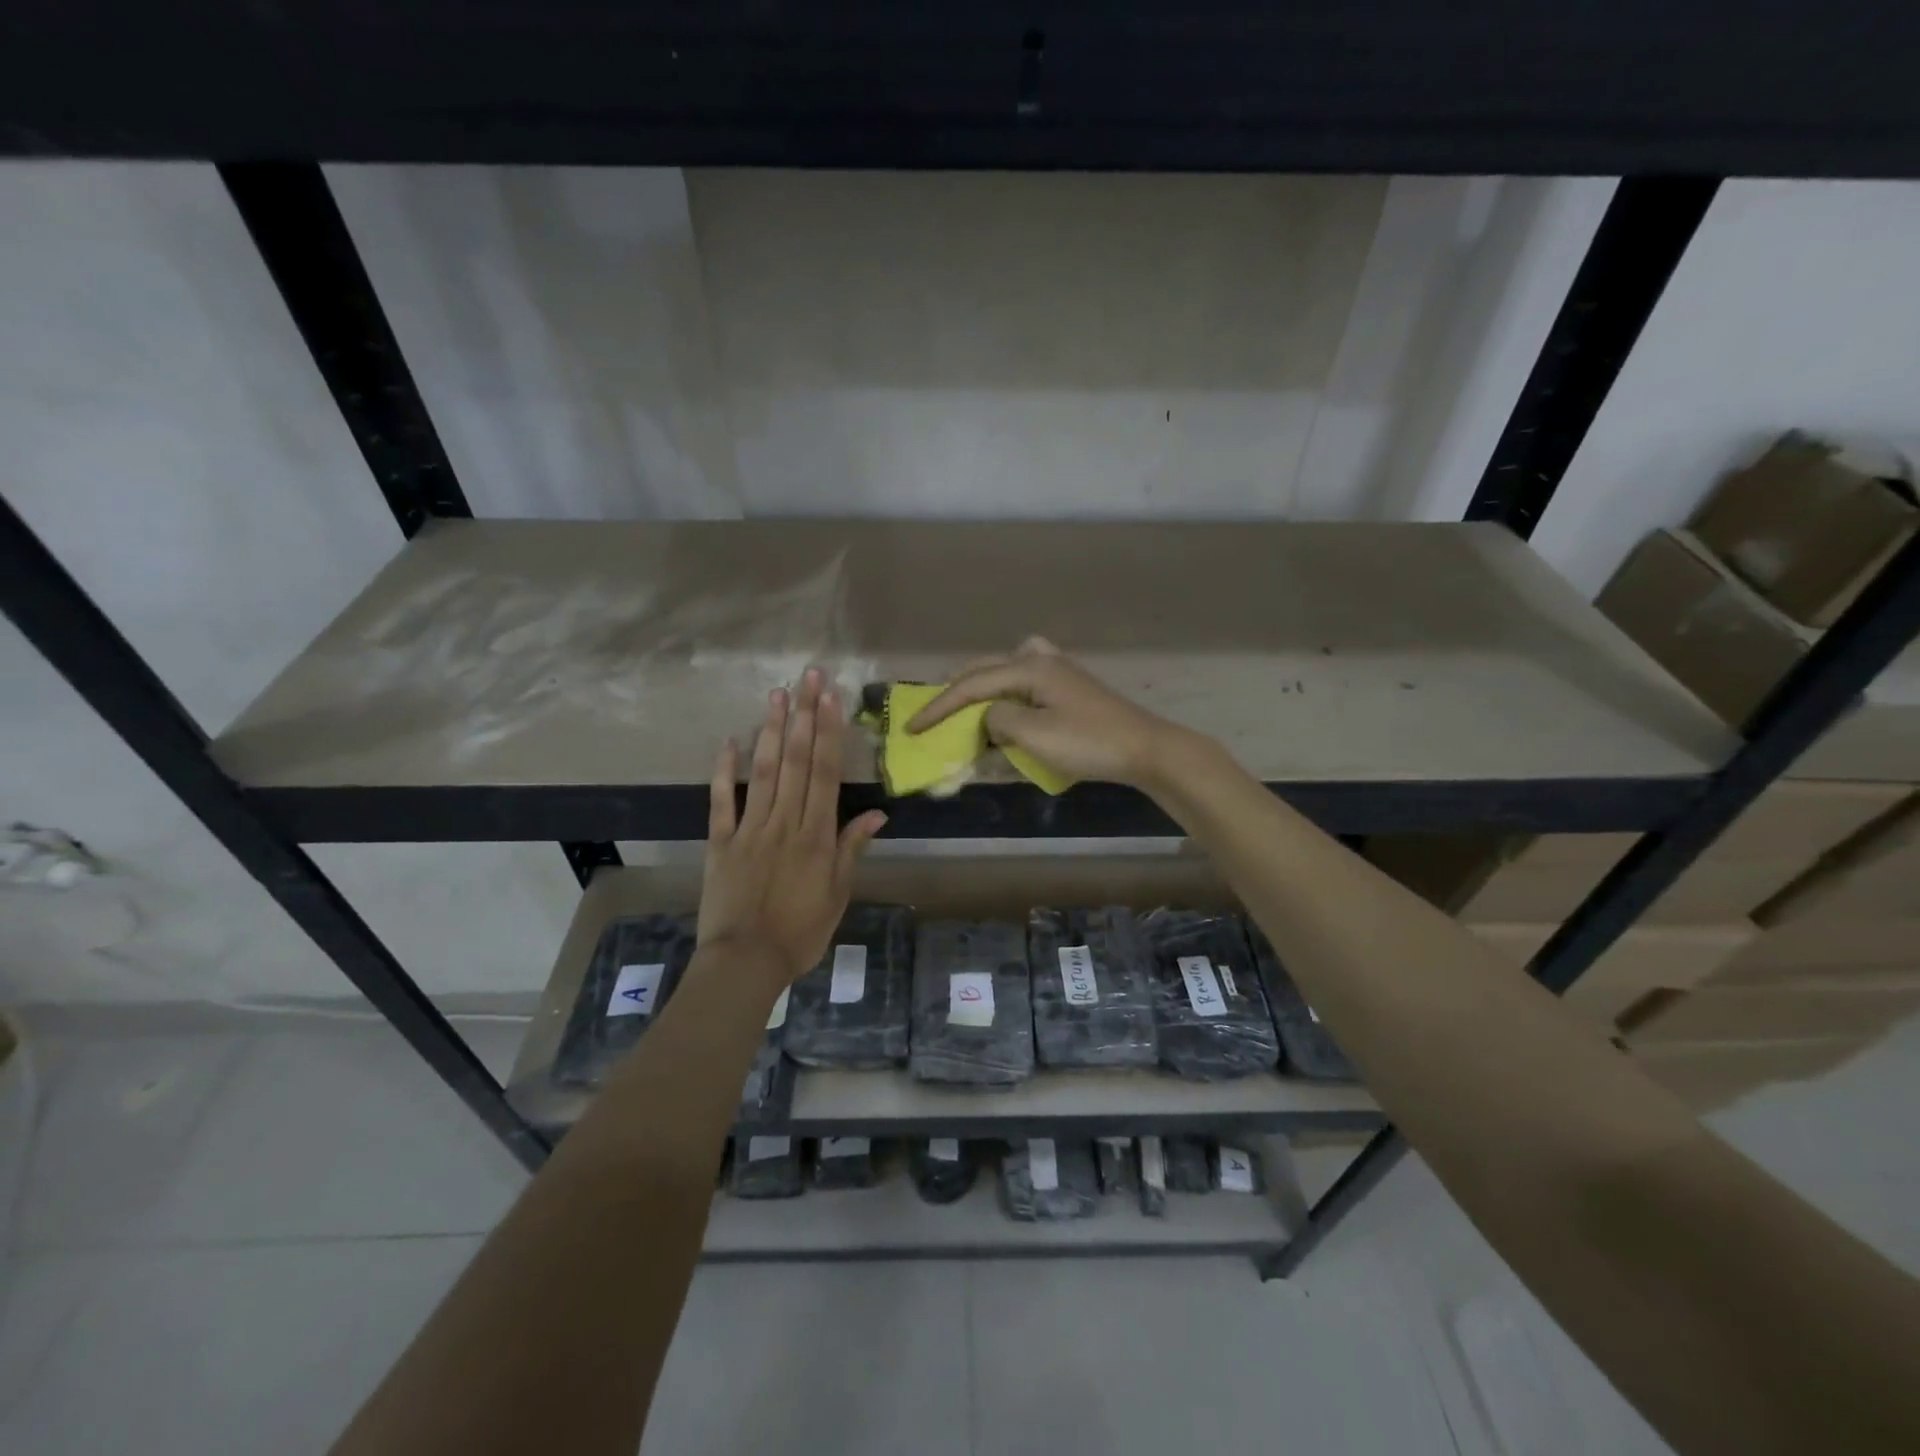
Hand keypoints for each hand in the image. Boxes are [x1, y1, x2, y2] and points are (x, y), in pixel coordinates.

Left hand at [698, 669, 886, 991]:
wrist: (746, 962)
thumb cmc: (801, 931)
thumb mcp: (839, 894)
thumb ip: (851, 849)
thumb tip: (877, 814)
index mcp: (816, 835)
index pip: (824, 773)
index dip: (828, 733)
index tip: (830, 697)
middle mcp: (785, 822)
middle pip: (795, 761)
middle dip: (803, 716)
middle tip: (807, 677)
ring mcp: (750, 829)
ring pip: (763, 772)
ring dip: (770, 731)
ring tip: (776, 694)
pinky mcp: (720, 842)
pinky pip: (721, 802)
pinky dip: (723, 772)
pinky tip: (728, 741)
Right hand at [906, 637, 1183, 786]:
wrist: (1145, 749)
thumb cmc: (1088, 742)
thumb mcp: (1034, 734)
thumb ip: (998, 720)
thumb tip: (988, 716)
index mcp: (1029, 667)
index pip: (971, 684)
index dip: (938, 707)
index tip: (912, 728)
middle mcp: (1041, 660)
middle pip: (987, 668)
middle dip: (956, 690)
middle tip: (932, 712)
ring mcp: (1059, 671)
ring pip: (1007, 669)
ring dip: (982, 685)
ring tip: (966, 705)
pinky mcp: (1070, 687)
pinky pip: (1026, 680)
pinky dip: (1007, 689)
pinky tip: (1010, 704)